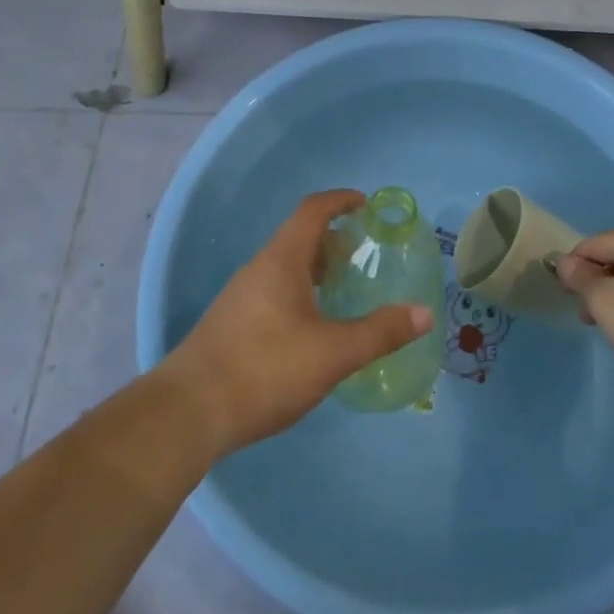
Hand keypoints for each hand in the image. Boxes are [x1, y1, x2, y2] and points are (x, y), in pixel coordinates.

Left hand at [161, 190, 434, 456]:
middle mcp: (259, 268)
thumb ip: (379, 332)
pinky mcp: (232, 323)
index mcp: (282, 260)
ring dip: (315, 267)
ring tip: (342, 289)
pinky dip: (299, 291)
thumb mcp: (332, 353)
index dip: (340, 201)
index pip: (313, 210)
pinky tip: (311, 327)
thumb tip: (424, 313)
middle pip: (299, 236)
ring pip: (285, 266)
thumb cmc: (264, 369)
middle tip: (362, 255)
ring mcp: (241, 295)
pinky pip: (273, 289)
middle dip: (333, 239)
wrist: (188, 413)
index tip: (365, 204)